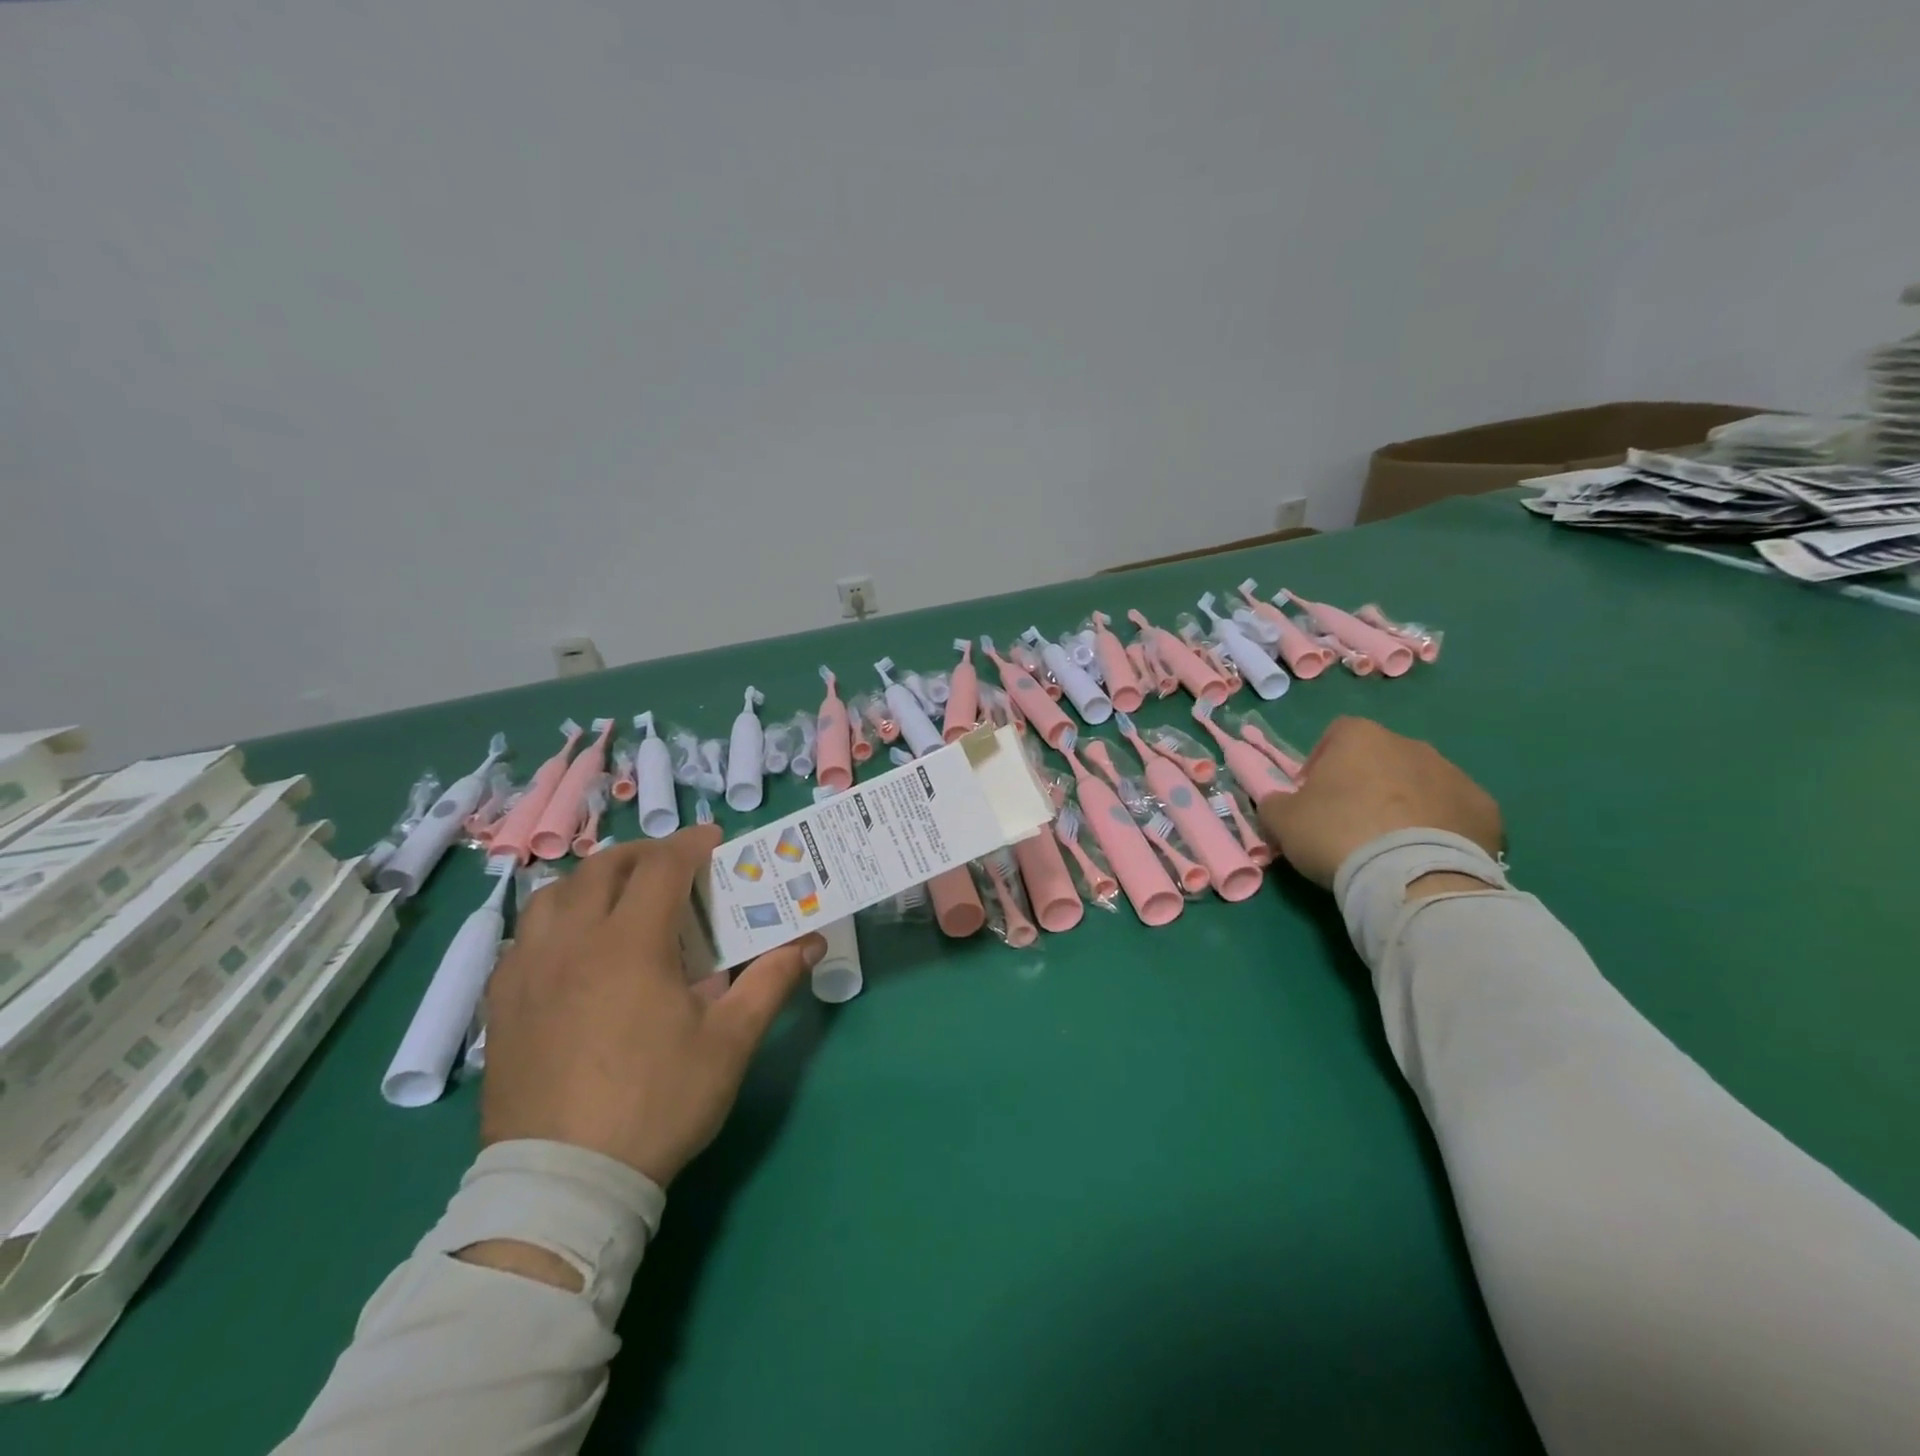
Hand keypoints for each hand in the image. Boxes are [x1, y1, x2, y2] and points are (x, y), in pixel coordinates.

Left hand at [478, 827, 824, 1187]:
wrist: (565, 1184)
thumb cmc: (658, 1102)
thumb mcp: (730, 1042)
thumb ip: (771, 981)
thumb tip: (810, 942)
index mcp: (630, 943)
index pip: (662, 866)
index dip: (691, 843)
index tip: (714, 841)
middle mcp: (572, 942)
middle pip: (603, 869)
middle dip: (644, 855)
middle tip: (673, 868)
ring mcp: (527, 972)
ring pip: (553, 895)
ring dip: (592, 881)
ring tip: (619, 899)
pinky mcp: (500, 1005)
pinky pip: (523, 936)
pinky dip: (555, 921)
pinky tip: (572, 950)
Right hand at [1258, 716, 1502, 889]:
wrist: (1411, 878)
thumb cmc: (1337, 834)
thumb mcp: (1281, 820)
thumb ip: (1275, 802)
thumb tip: (1278, 802)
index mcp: (1360, 737)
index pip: (1335, 734)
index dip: (1321, 763)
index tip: (1313, 797)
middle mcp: (1411, 745)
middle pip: (1381, 758)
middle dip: (1366, 783)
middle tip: (1350, 823)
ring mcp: (1454, 775)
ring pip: (1420, 783)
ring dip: (1405, 803)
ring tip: (1391, 844)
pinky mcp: (1486, 810)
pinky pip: (1454, 812)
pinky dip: (1441, 827)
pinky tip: (1426, 856)